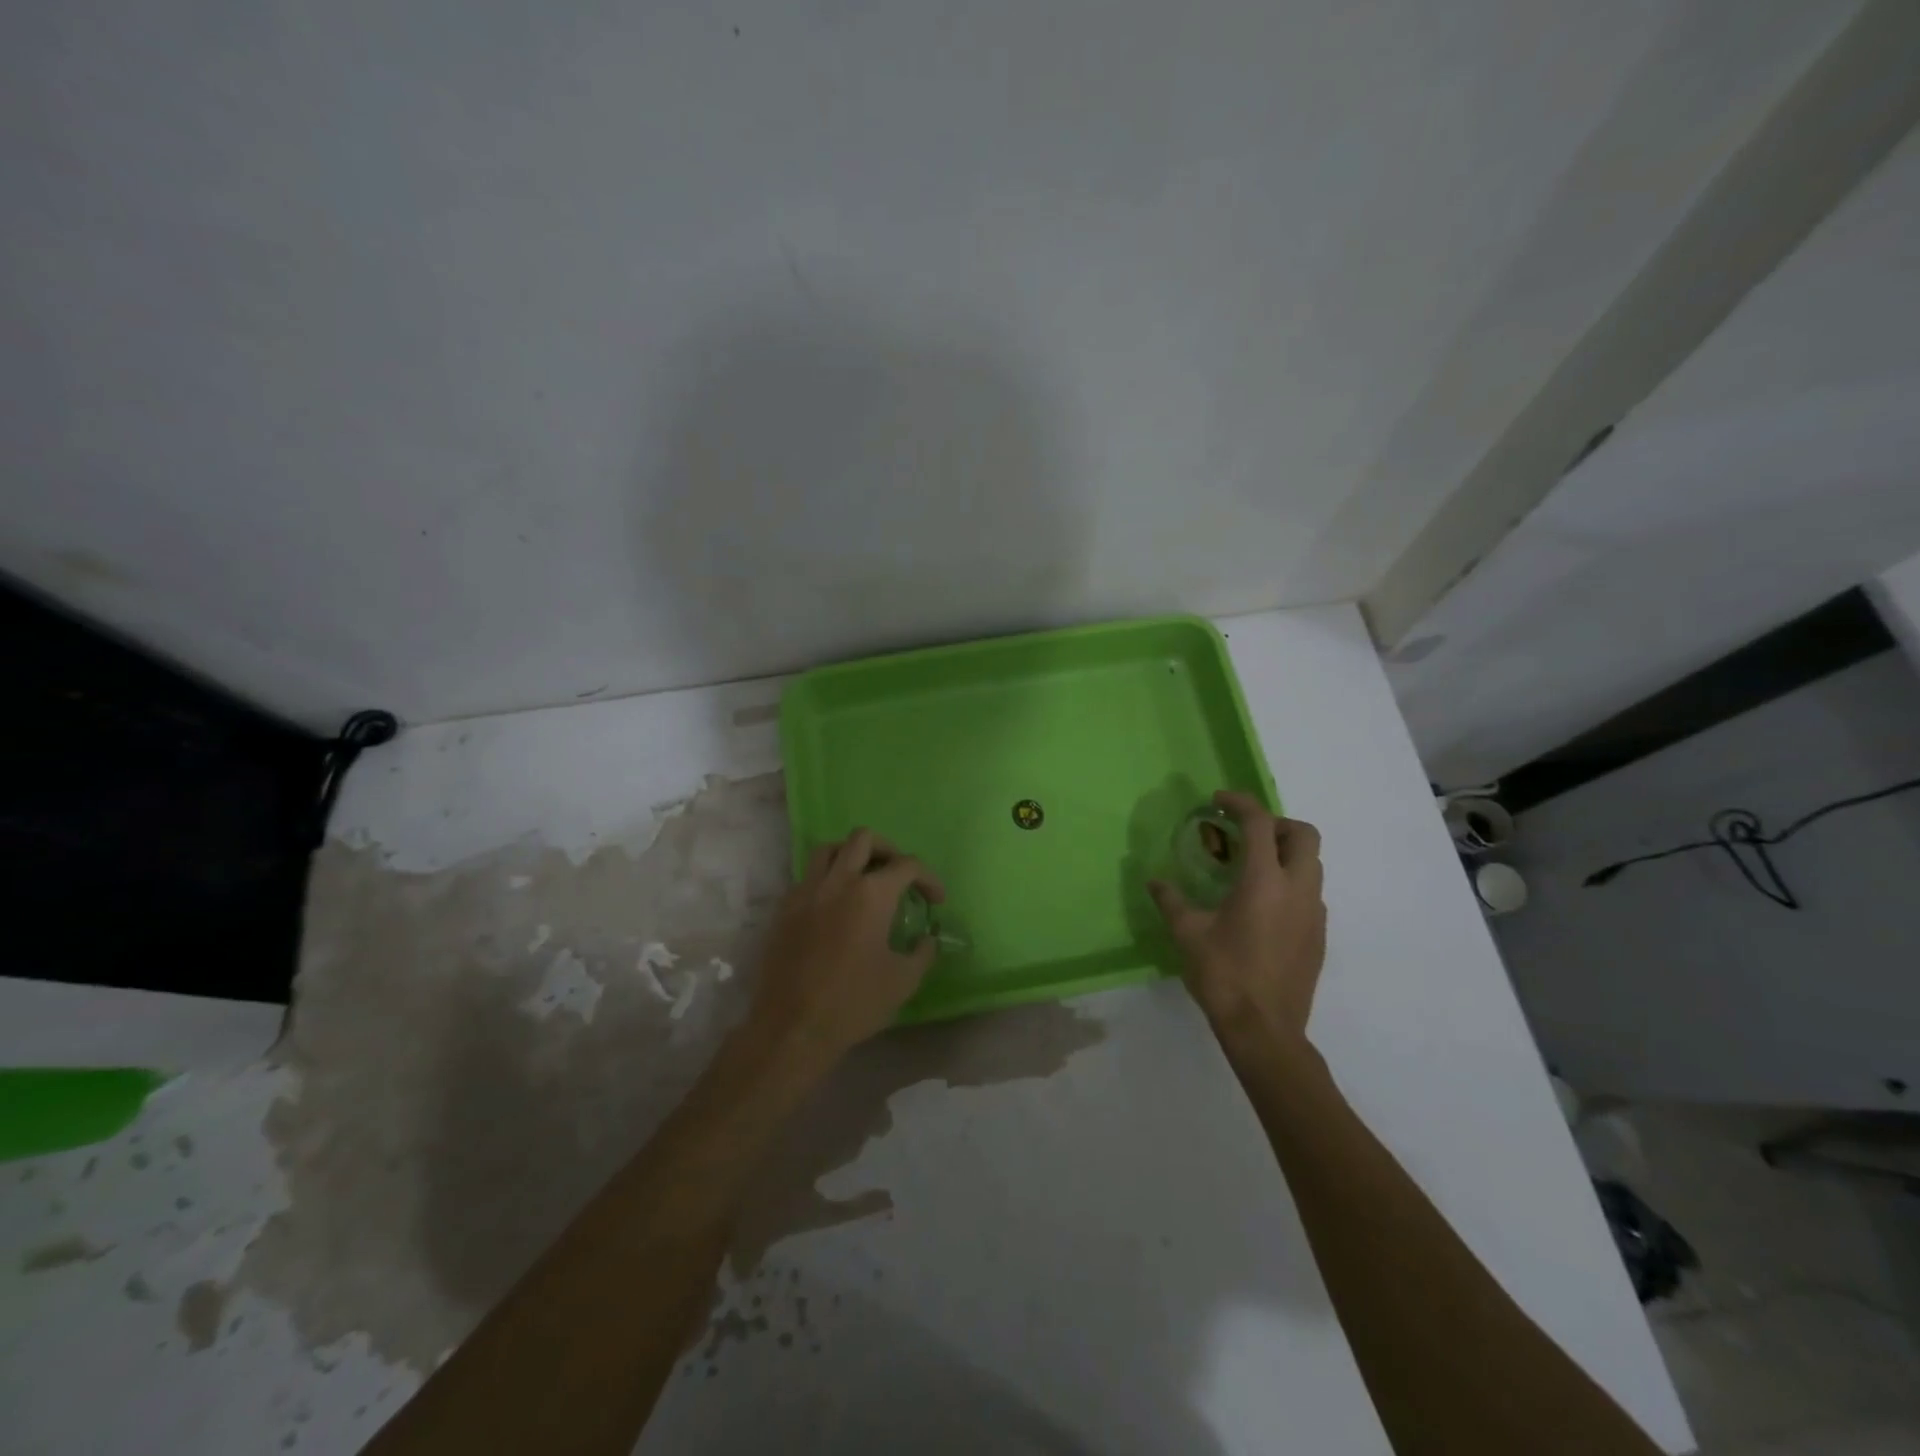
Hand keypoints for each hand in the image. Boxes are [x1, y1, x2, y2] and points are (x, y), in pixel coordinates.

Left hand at [749, 829, 946, 1064]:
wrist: (792, 1027)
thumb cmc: (854, 1003)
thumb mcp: (903, 981)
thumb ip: (922, 953)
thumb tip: (927, 939)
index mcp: (872, 894)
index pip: (908, 865)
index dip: (929, 878)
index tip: (936, 900)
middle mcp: (838, 881)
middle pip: (864, 839)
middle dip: (888, 850)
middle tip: (898, 875)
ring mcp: (806, 891)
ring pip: (829, 849)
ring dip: (851, 855)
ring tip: (863, 879)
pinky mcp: (784, 909)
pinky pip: (807, 877)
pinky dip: (826, 880)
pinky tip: (833, 906)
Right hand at [1148, 791, 1326, 1037]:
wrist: (1265, 1029)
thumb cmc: (1223, 975)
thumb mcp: (1188, 933)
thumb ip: (1171, 900)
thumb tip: (1154, 881)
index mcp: (1264, 881)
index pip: (1260, 823)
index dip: (1240, 803)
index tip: (1219, 801)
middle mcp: (1297, 889)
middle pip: (1304, 835)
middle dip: (1276, 824)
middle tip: (1245, 835)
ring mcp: (1314, 913)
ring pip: (1312, 864)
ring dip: (1285, 853)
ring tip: (1250, 869)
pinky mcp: (1319, 935)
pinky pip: (1310, 892)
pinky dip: (1290, 882)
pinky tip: (1262, 906)